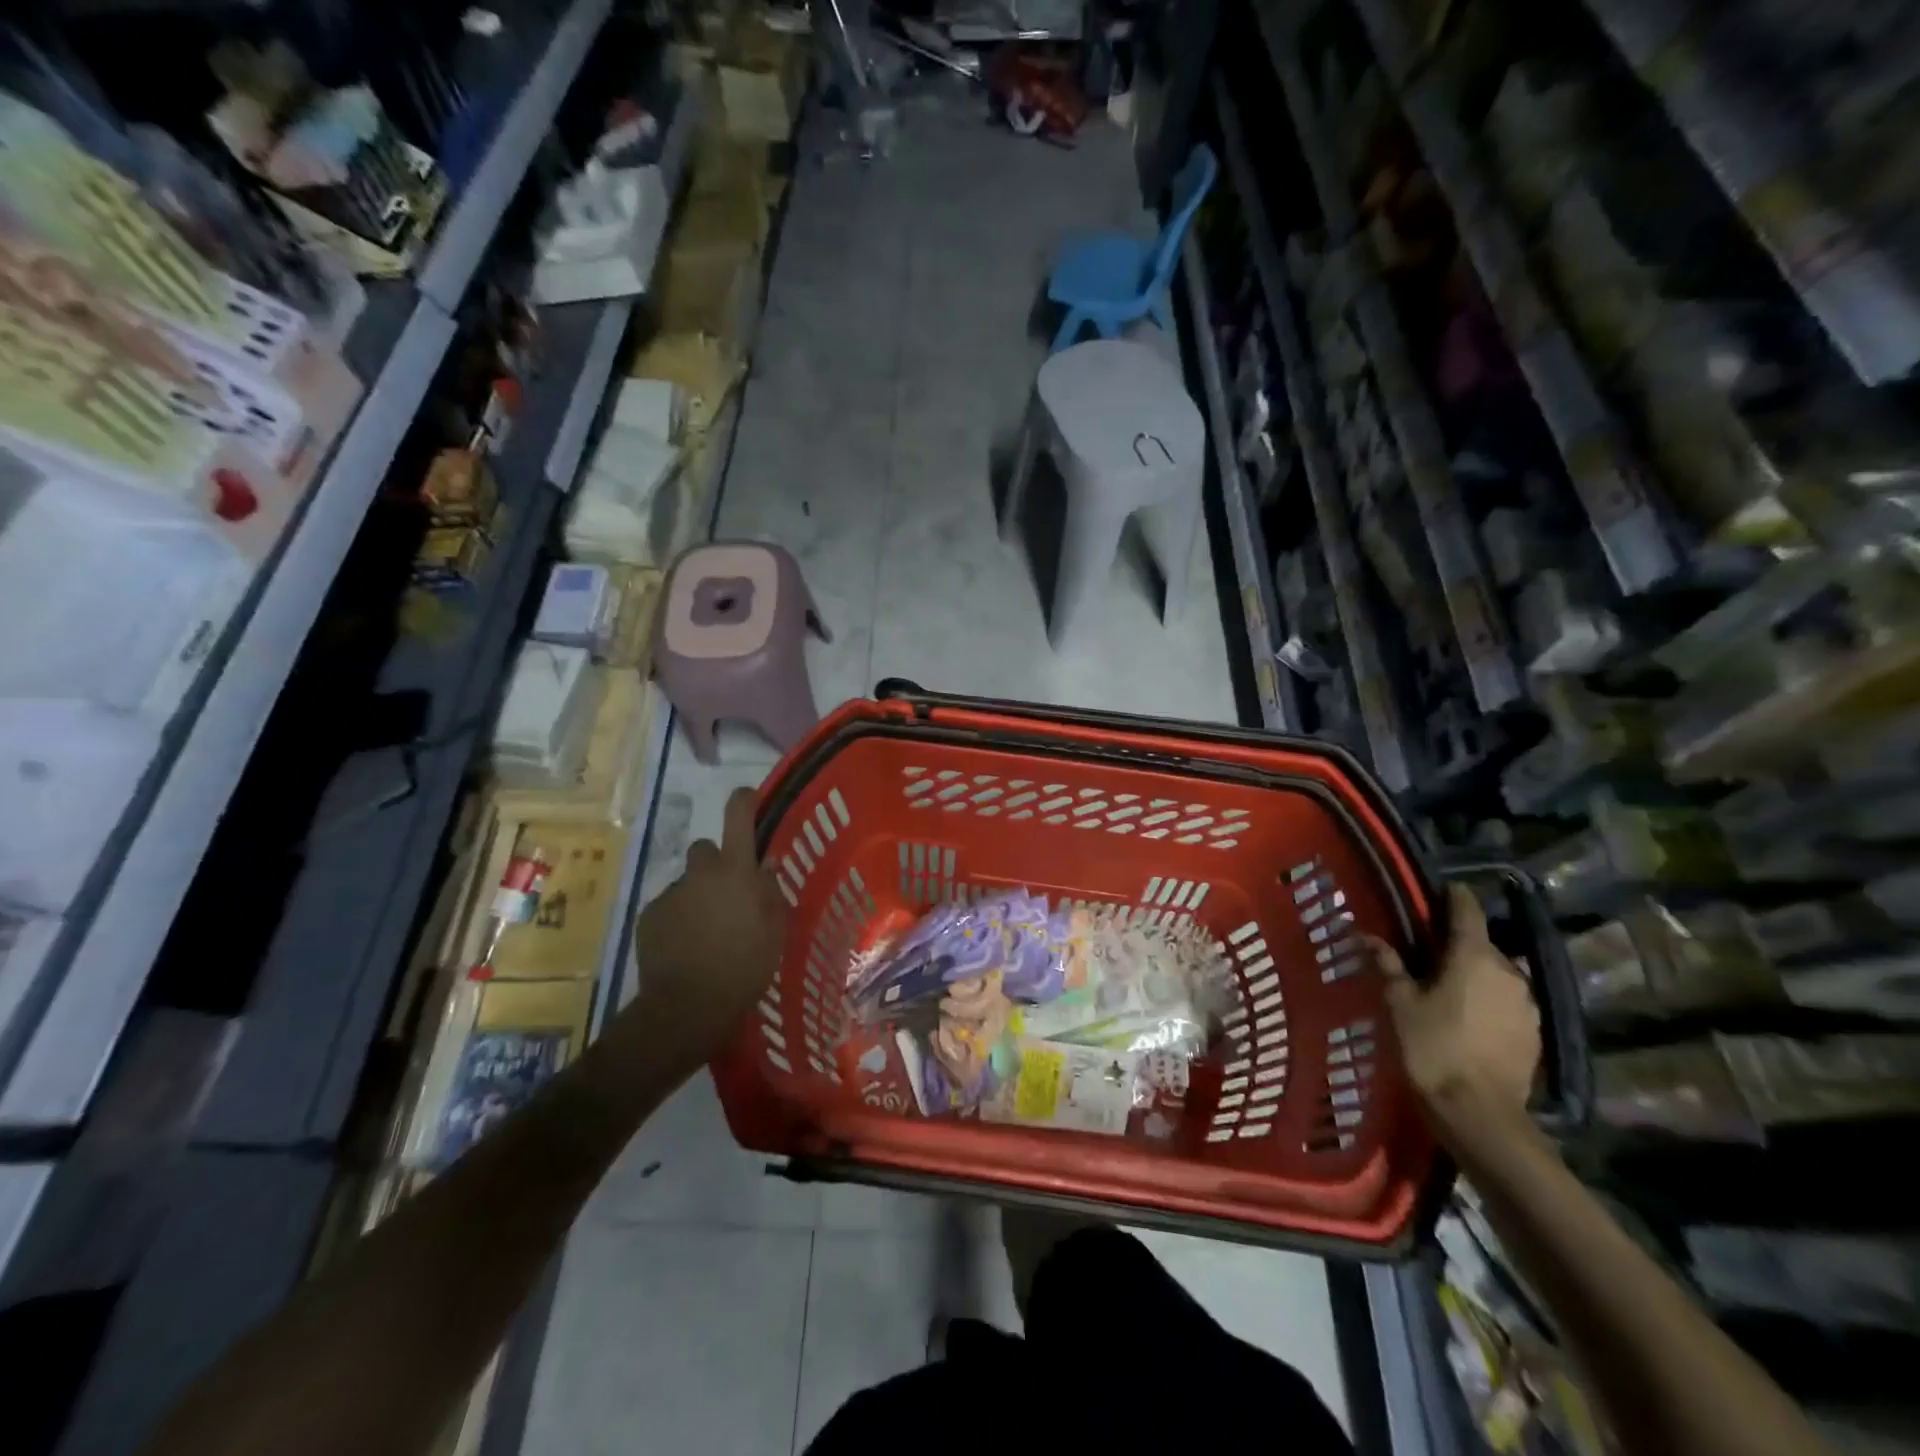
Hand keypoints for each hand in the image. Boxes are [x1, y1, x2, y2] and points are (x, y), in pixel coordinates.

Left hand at [631, 788, 788, 1066]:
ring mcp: (671, 894)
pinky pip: (669, 907)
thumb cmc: (745, 966)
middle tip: (727, 893)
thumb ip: (771, 892)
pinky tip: (686, 946)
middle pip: (705, 849)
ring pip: (687, 882)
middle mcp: (701, 873)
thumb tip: (765, 865)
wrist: (687, 1006)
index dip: (744, 800)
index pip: (738, 816)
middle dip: (715, 864)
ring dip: (697, 895)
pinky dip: (678, 919)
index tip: (748, 797)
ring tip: (706, 930)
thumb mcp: (775, 930)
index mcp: (736, 871)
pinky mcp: (649, 916)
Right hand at [1371, 884, 1539, 1128]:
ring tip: (1444, 985)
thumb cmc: (1432, 1048)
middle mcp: (1507, 971)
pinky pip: (1506, 1000)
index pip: (1466, 909)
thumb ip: (1387, 964)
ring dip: (1472, 972)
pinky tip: (1465, 1016)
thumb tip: (1365, 935)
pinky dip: (1486, 998)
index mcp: (1473, 956)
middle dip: (1455, 942)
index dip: (1451, 896)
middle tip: (1425, 950)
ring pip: (1495, 973)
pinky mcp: (1534, 1032)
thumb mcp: (1399, 1003)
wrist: (1480, 1114)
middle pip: (1481, 943)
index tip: (1436, 890)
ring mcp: (1526, 1003)